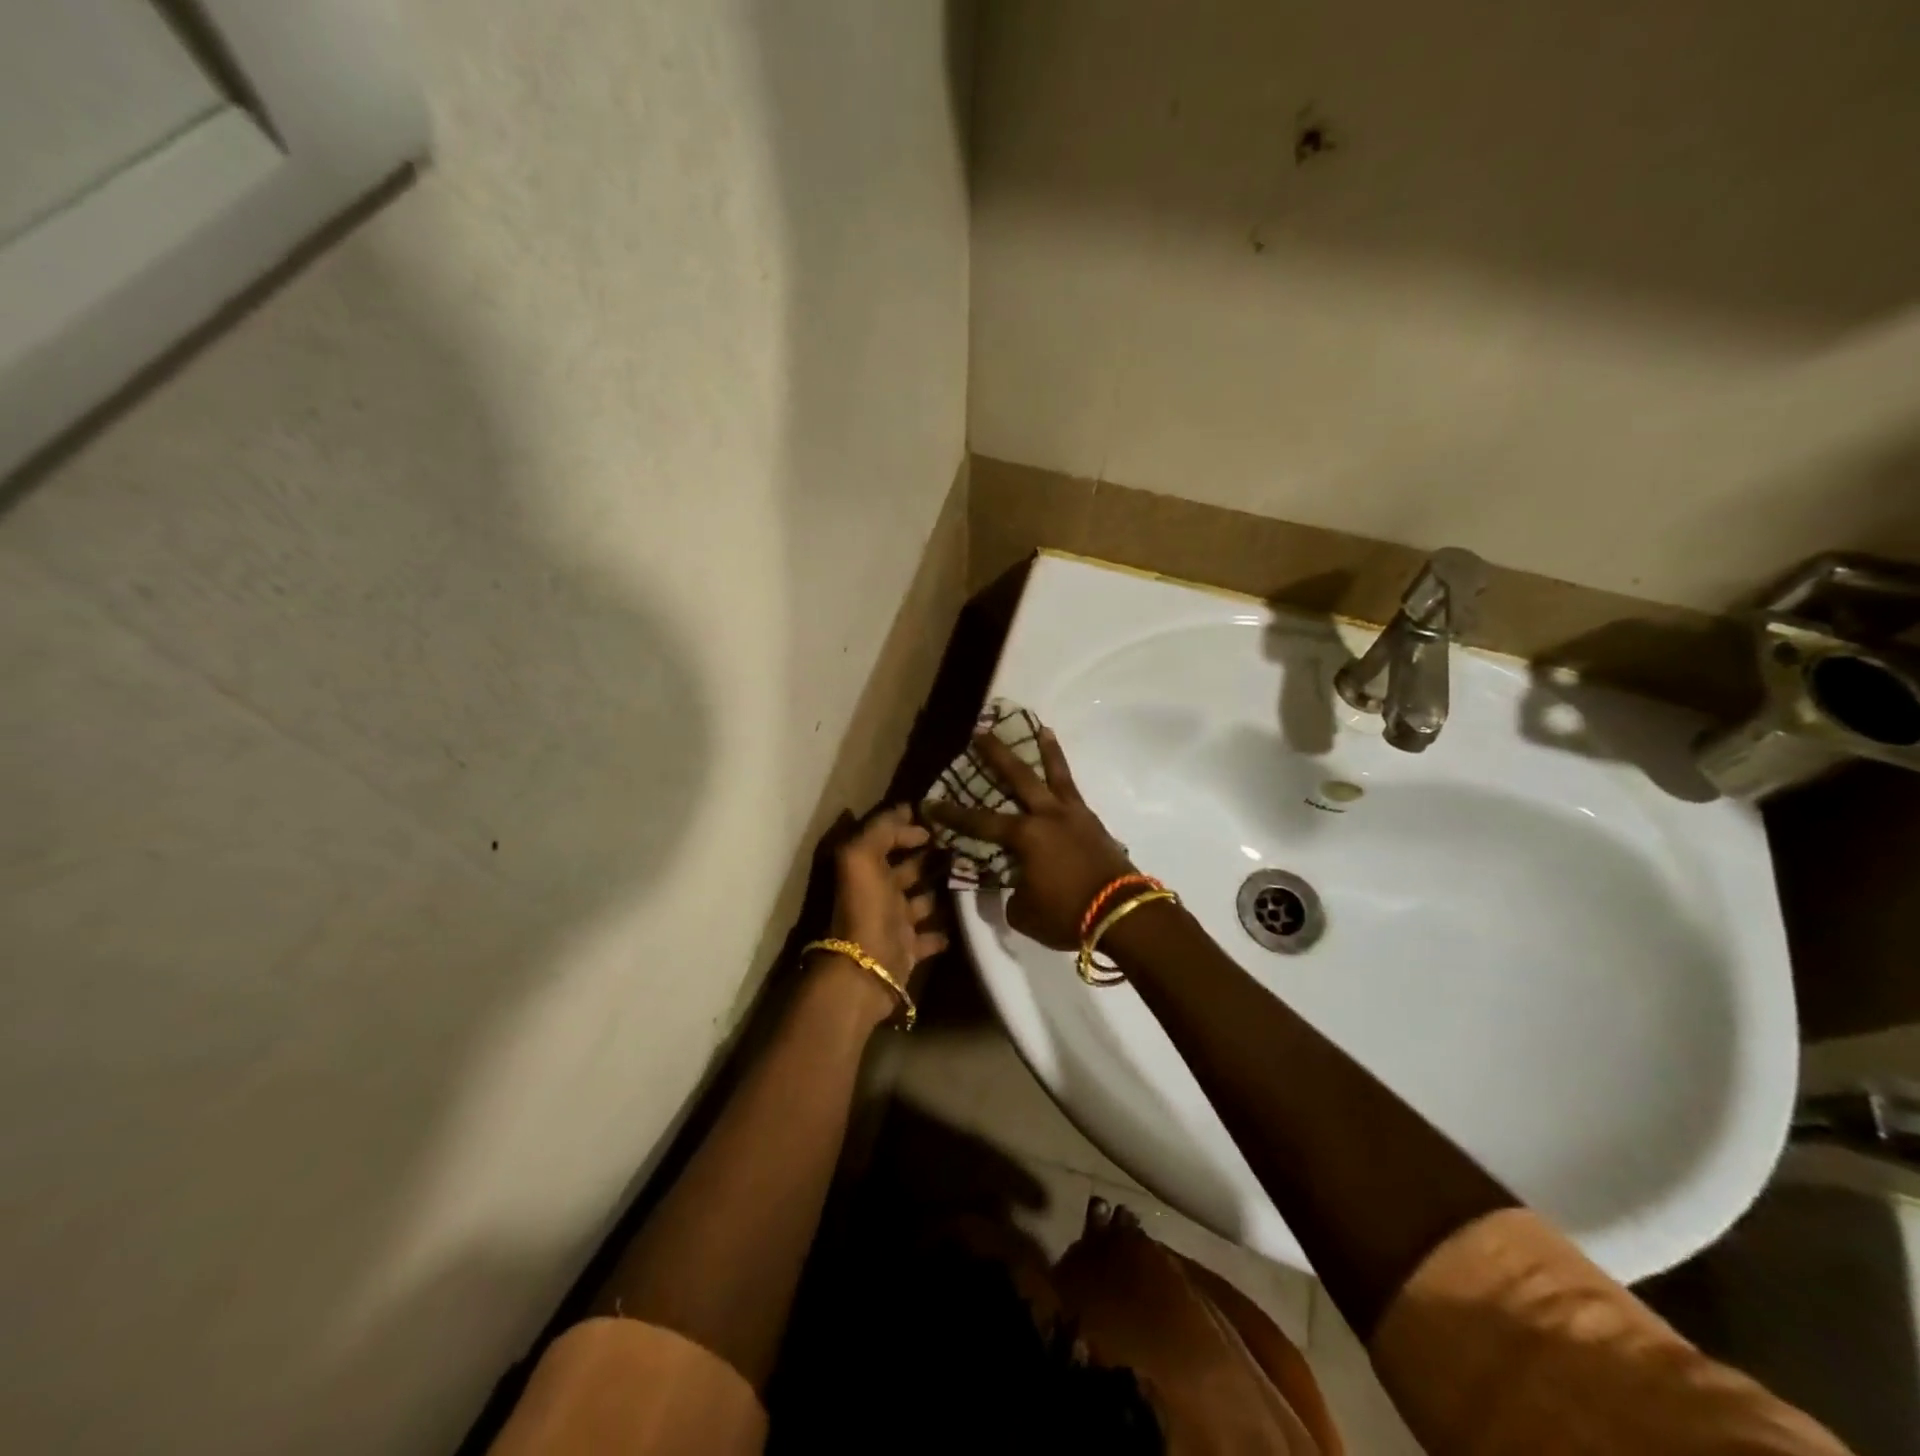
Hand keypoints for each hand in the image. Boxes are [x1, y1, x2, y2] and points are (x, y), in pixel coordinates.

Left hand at [815, 805, 947, 1019]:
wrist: (864, 971)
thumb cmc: (865, 908)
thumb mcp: (862, 856)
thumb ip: (881, 828)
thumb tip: (906, 809)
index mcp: (865, 868)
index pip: (887, 838)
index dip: (908, 827)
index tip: (940, 820)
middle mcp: (878, 893)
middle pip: (907, 868)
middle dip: (930, 856)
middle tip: (965, 845)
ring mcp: (893, 923)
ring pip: (921, 900)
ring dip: (941, 890)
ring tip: (971, 876)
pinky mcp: (908, 950)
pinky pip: (929, 937)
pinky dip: (943, 930)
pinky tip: (963, 919)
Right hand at [923, 729, 1136, 950]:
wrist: (1123, 914)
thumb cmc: (1067, 914)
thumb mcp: (1025, 912)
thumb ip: (1012, 892)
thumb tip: (1016, 883)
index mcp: (1025, 836)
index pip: (980, 822)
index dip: (953, 814)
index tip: (931, 802)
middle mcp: (1047, 815)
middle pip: (1019, 776)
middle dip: (997, 754)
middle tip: (982, 732)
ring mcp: (1074, 816)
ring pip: (1057, 774)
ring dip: (1046, 750)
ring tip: (1041, 728)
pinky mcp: (1094, 823)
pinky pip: (1074, 792)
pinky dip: (1065, 779)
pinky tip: (1062, 778)